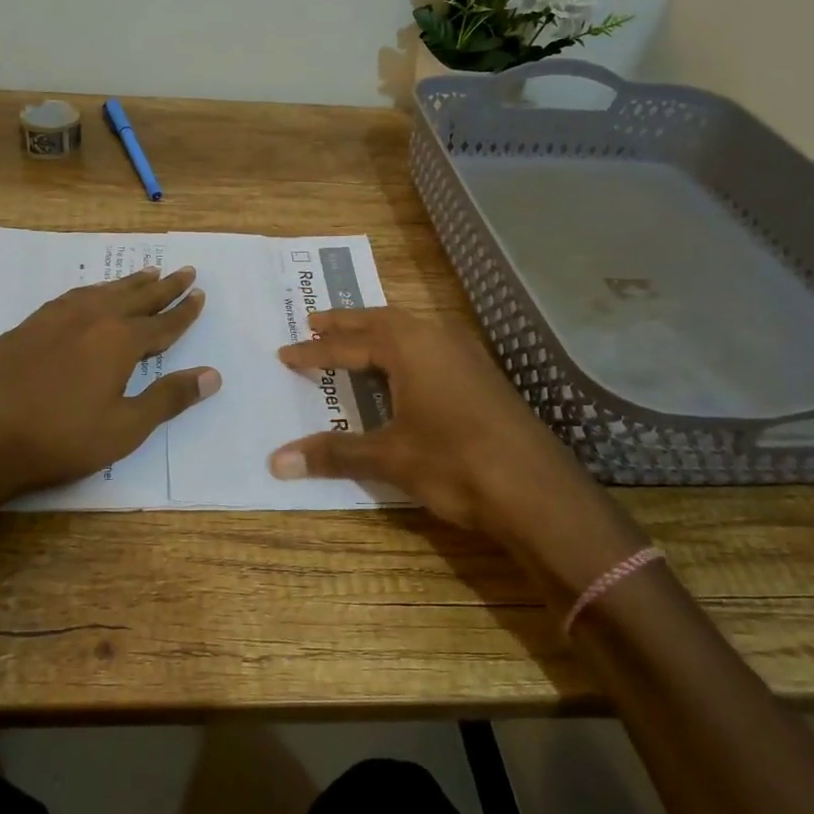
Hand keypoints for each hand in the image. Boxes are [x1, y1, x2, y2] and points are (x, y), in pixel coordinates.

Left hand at [0, 266, 218, 505]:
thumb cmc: (60, 438)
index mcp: (119, 341)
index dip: (184, 312)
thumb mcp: (124, 428)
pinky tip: (89, 297)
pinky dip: (92, 292)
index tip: (200, 294)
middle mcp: (90, 318)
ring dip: (128, 283)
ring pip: (102, 292)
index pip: (163, 323)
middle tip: (185, 271)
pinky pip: (71, 298)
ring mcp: (54, 318)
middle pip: (136, 298)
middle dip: (164, 287)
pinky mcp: (27, 327)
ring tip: (145, 274)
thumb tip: (213, 375)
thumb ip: (169, 398)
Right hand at [268, 308, 644, 606]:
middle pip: (381, 321)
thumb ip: (333, 453)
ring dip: (377, 333)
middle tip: (314, 322)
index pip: (349, 343)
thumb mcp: (389, 457)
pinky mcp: (484, 376)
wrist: (539, 492)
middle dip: (346, 324)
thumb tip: (275, 461)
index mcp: (409, 347)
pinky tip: (404, 369)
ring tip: (353, 340)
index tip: (285, 353)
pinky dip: (404, 349)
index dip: (315, 351)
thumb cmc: (455, 464)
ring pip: (411, 331)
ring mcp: (467, 355)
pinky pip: (431, 347)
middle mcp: (437, 338)